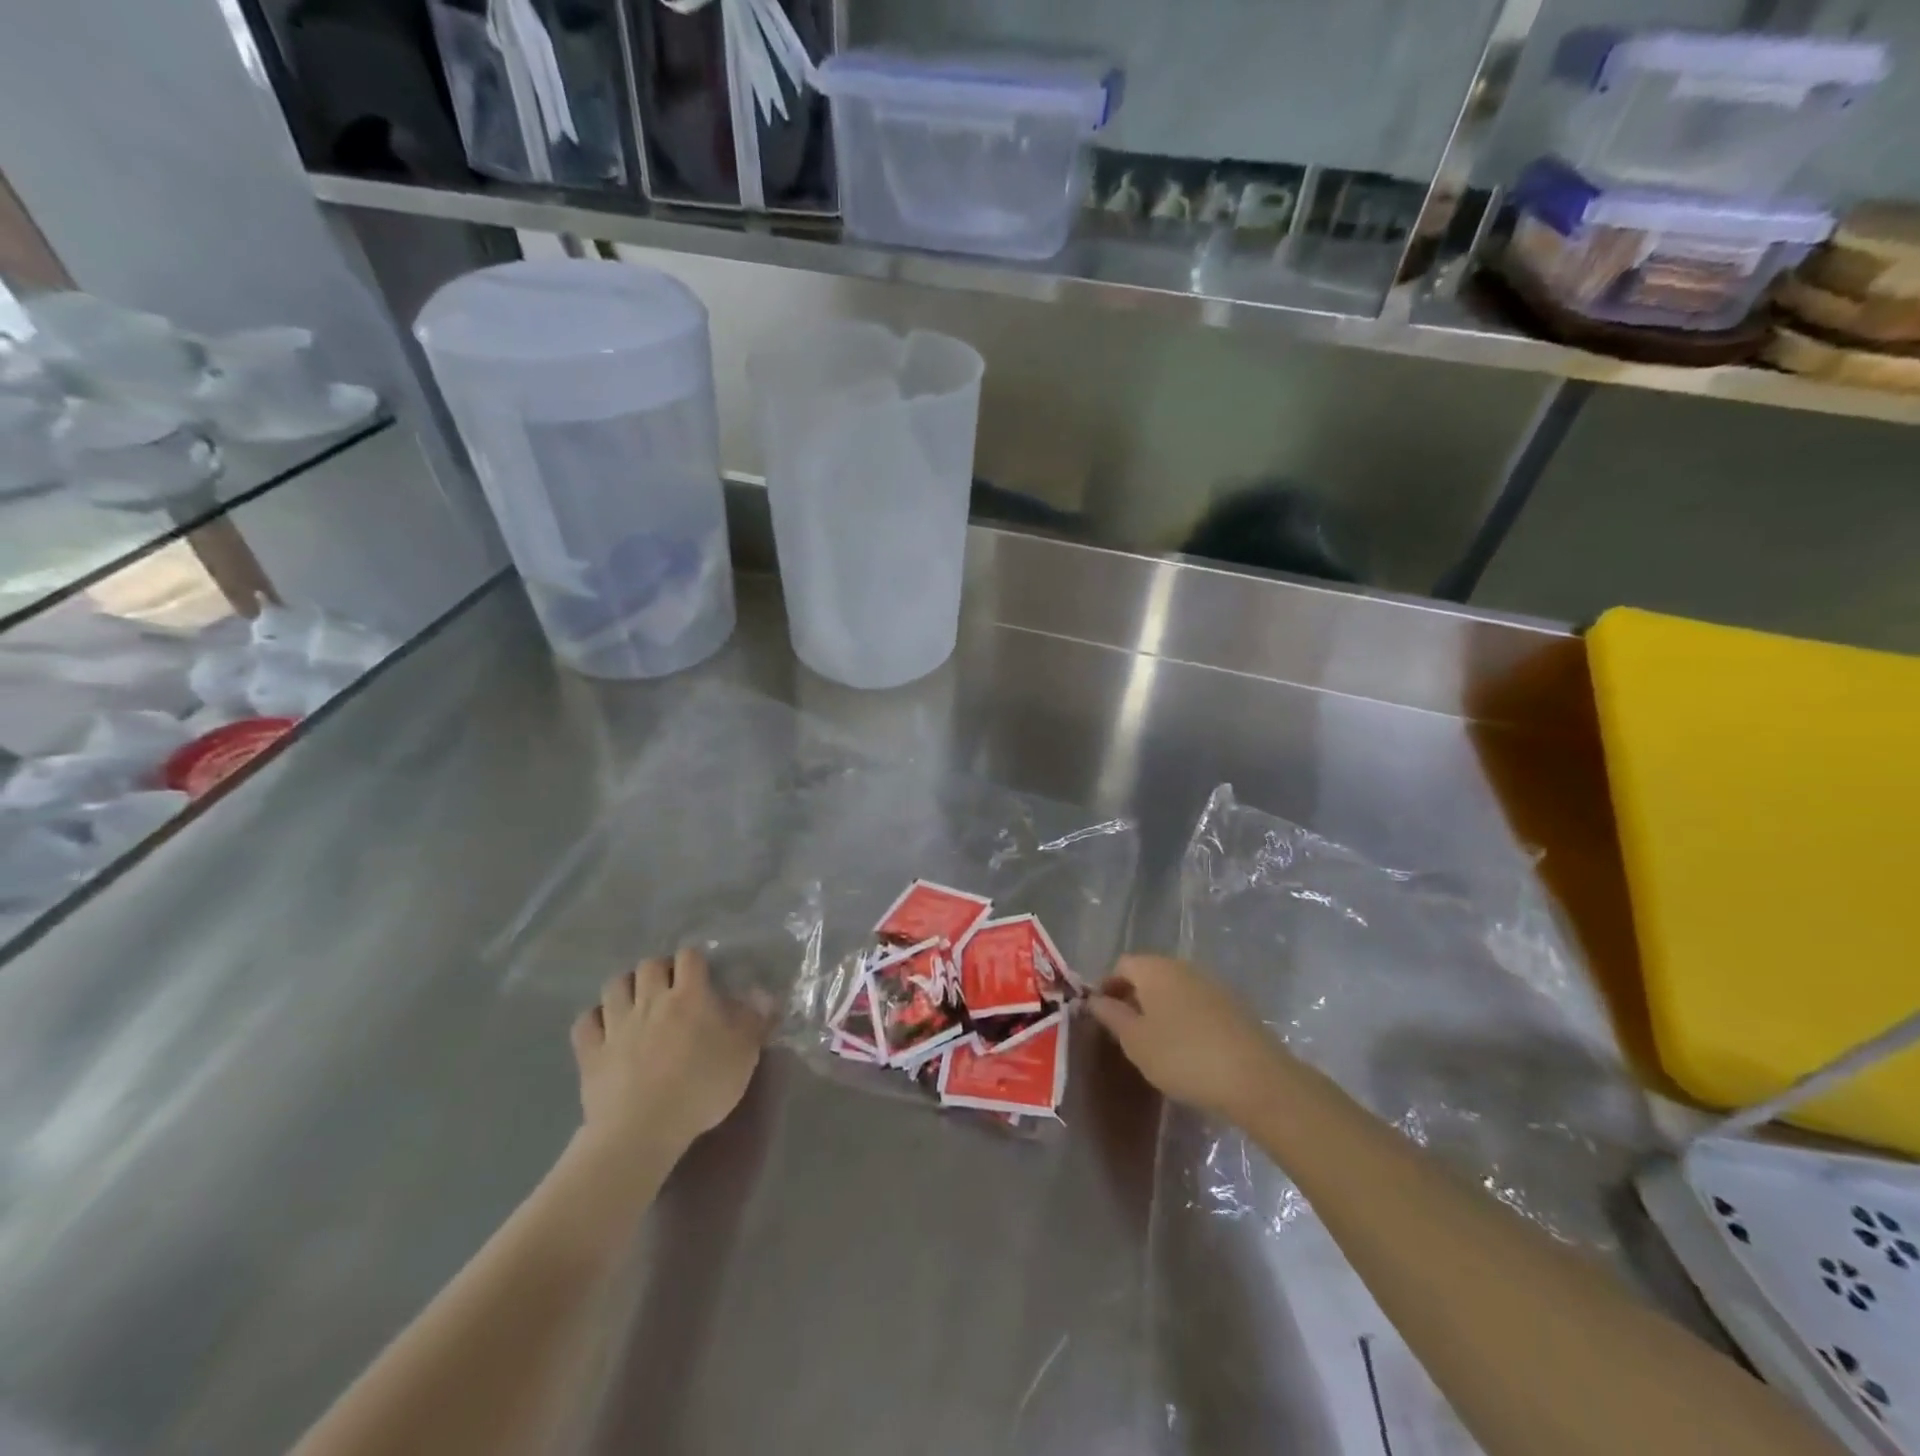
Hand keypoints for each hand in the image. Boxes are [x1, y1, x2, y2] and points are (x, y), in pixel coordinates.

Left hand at [570, 947, 768, 1157]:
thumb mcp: (743, 1055)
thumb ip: (755, 1020)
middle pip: (649, 965)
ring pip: (614, 985)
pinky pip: (585, 1021)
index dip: (695, 960)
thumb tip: (764, 994)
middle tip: (669, 988)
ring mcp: (616, 1024)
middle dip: (659, 969)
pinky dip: (595, 1018)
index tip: (702, 975)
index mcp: (689, 996)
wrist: (642, 1130)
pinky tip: (604, 1026)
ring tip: (637, 1001)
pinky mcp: (591, 1051)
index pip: (689, 957)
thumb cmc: (700, 1088)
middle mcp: (651, 1000)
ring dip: (626, 986)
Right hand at [1088, 954, 1287, 1122]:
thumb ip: (1111, 1016)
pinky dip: (1184, 1018)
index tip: (1103, 1017)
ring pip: (1174, 989)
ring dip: (1160, 1008)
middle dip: (1134, 997)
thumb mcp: (1135, 1041)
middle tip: (1127, 1032)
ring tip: (1156, 1043)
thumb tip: (1094, 998)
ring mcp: (1212, 984)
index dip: (1107, 987)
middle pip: (1149, 974)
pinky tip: (1187, 1048)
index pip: (1122, 965)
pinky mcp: (1233, 1005)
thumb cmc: (1182, 1056)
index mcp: (1154, 969)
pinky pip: (1197, 1003)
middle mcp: (1183, 967)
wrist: (1255, 1078)